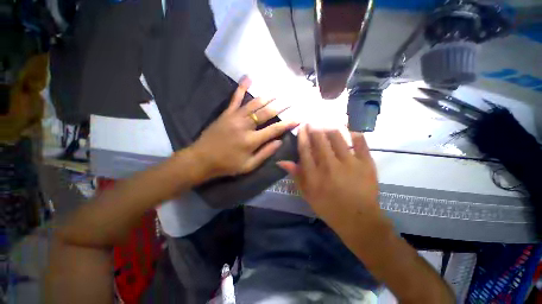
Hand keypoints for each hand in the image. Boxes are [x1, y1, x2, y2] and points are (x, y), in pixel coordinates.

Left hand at [190, 77, 296, 178]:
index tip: (298, 118)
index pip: (274, 129)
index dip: (287, 124)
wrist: (202, 159)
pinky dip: (241, 87)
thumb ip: (265, 153)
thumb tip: (279, 142)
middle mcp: (245, 126)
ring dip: (267, 97)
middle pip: (266, 113)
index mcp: (251, 141)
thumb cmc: (227, 165)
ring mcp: (235, 117)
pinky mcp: (226, 113)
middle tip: (290, 100)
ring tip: (276, 92)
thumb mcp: (248, 166)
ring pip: (254, 104)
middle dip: (280, 107)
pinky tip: (248, 77)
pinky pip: (235, 98)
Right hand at [278, 125, 380, 227]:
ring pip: (337, 137)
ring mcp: (350, 163)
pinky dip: (354, 133)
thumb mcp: (307, 194)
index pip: (305, 149)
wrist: (359, 219)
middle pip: (320, 140)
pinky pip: (360, 142)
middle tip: (312, 122)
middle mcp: (330, 165)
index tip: (302, 127)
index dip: (302, 136)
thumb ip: (296, 175)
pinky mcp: (367, 163)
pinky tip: (348, 130)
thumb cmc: (329, 207)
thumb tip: (281, 161)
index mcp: (314, 175)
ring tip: (326, 125)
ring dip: (330, 128)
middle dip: (314, 128)